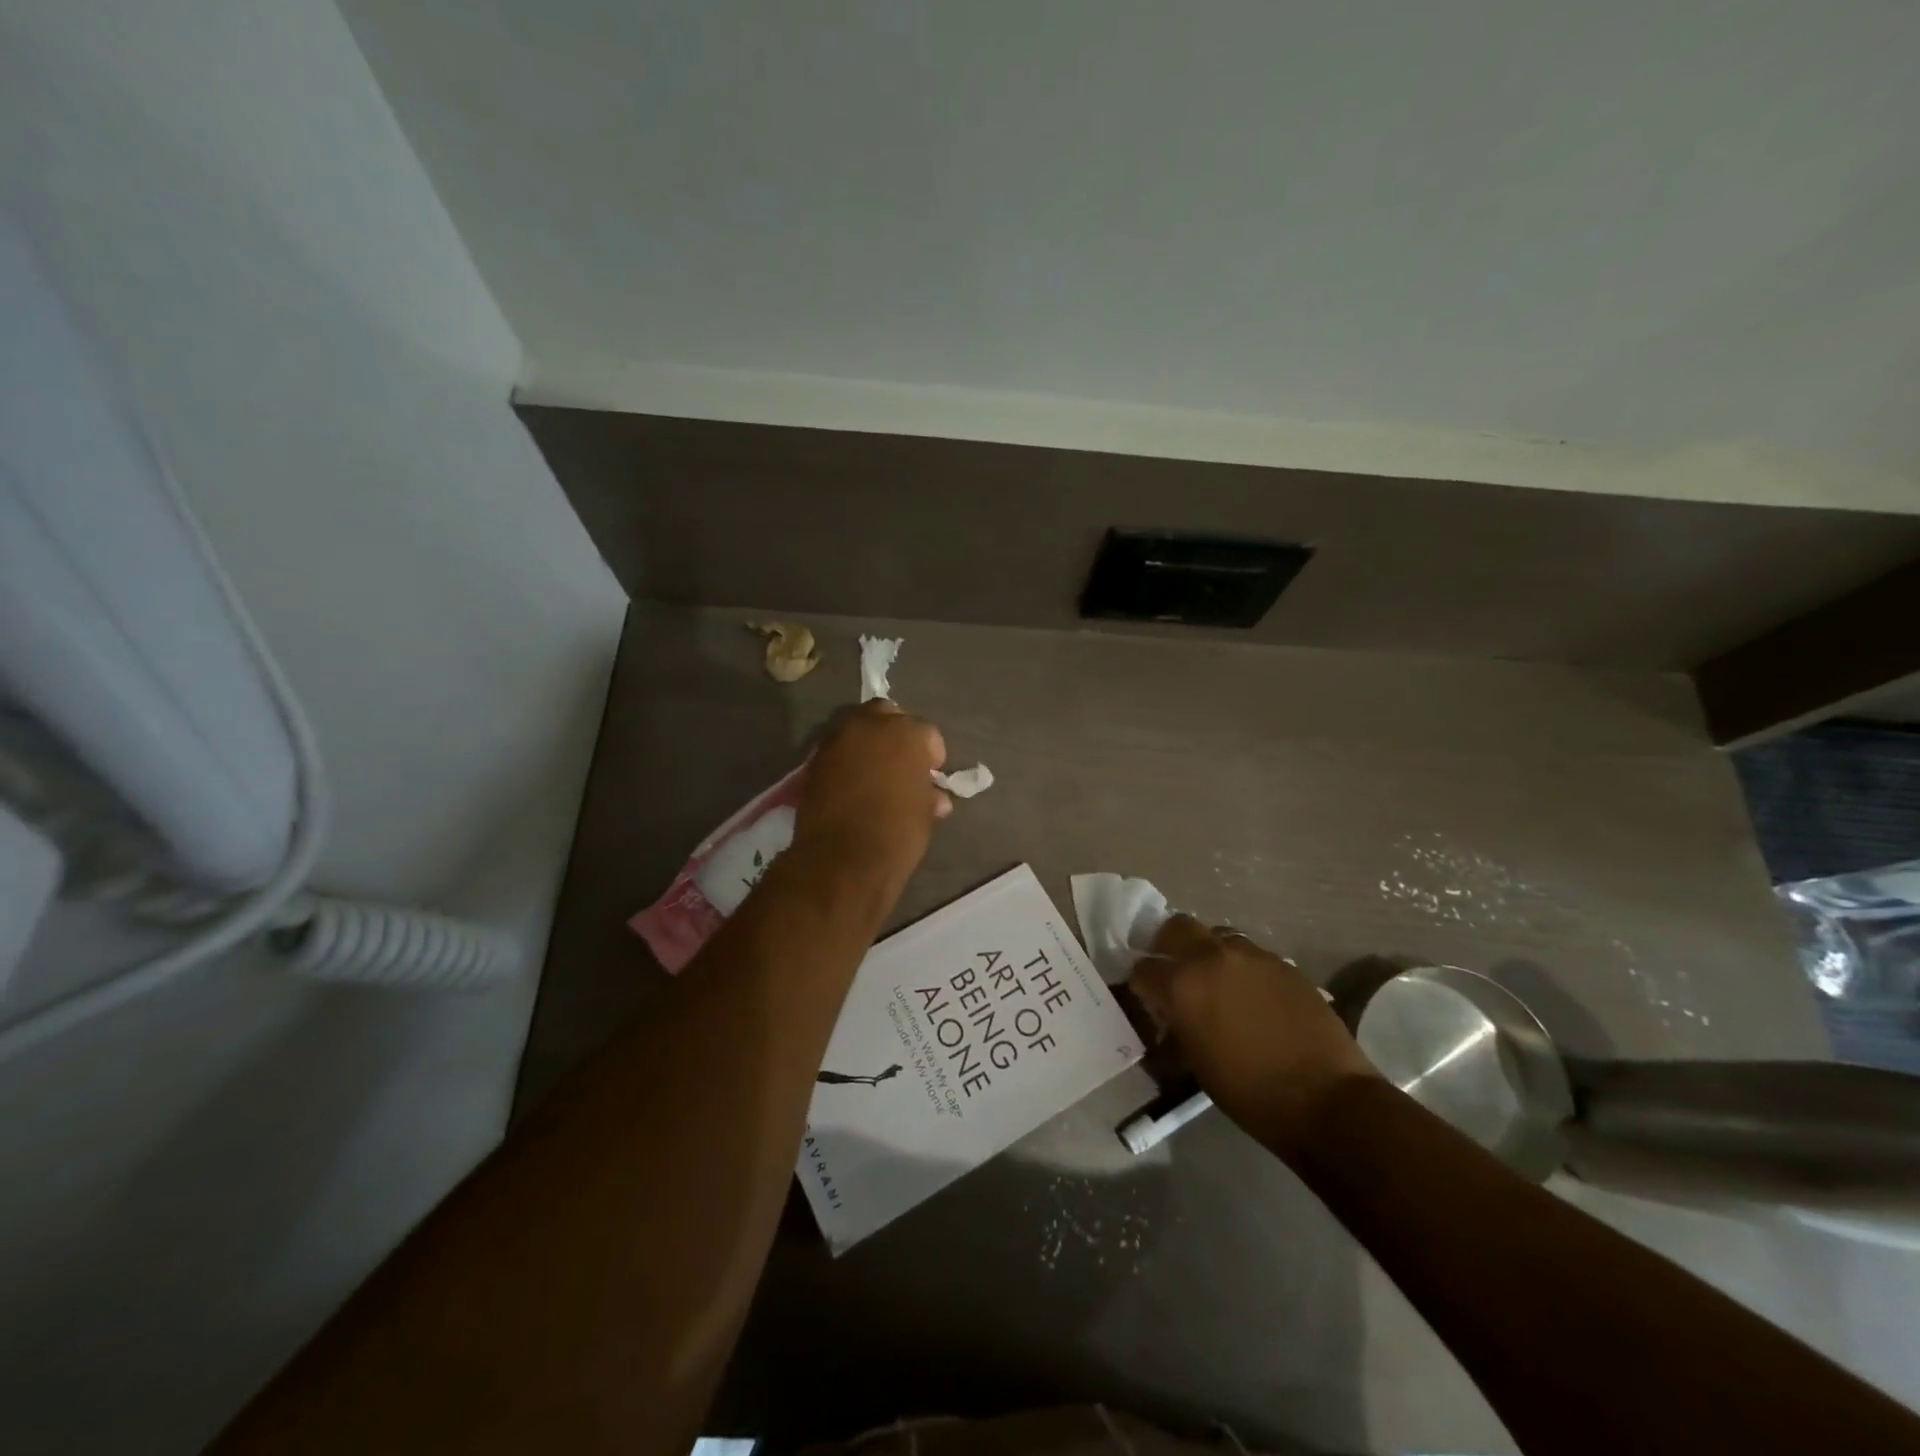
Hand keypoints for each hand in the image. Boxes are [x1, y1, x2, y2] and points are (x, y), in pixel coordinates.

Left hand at [792, 701, 949, 879]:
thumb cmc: (896, 833)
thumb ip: (928, 794)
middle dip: (896, 732)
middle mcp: (871, 725)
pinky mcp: (815, 758)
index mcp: (907, 733)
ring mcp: (838, 739)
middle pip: (887, 714)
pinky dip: (847, 758)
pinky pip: (837, 749)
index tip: (931, 775)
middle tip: (901, 762)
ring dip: (868, 742)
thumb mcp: (924, 814)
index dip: (932, 755)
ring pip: (857, 727)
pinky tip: (852, 782)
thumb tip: (934, 797)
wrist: (842, 859)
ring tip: (875, 772)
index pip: (927, 733)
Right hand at [1129, 916, 1379, 1157]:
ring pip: (1218, 936)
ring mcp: (1251, 956)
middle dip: (1169, 945)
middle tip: (1175, 970)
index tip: (1147, 997)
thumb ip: (1177, 1024)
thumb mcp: (1195, 1062)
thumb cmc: (1249, 1092)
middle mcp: (1211, 958)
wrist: (1325, 1097)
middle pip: (1177, 927)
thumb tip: (1171, 1012)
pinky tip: (1253, 995)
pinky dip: (1243, 968)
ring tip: (1219, 982)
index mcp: (1182, 985)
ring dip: (1210, 953)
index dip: (1142, 983)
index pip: (1143, 968)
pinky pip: (1251, 955)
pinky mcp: (1284, 963)